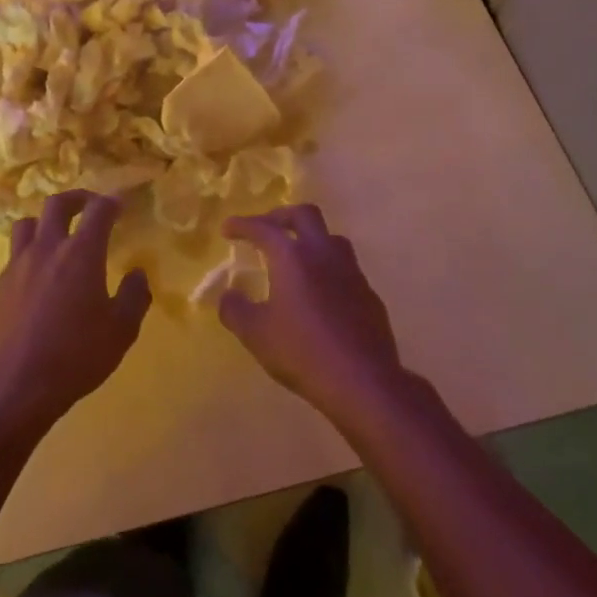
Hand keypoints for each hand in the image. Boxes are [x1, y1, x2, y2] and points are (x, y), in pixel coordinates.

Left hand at [0, 191, 150, 430]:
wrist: (12, 386)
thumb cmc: (75, 357)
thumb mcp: (120, 332)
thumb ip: (134, 297)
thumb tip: (137, 274)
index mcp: (80, 253)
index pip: (98, 211)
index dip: (111, 202)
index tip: (120, 205)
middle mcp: (46, 249)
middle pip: (56, 204)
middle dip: (76, 198)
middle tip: (88, 206)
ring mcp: (15, 266)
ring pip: (26, 225)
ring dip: (44, 223)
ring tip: (55, 238)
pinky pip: (12, 260)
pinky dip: (27, 260)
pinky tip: (35, 284)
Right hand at [221, 205, 403, 421]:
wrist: (363, 381)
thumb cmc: (302, 352)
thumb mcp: (255, 334)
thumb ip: (235, 309)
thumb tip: (229, 295)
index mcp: (292, 256)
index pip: (263, 227)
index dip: (242, 225)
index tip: (228, 229)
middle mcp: (323, 253)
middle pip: (304, 215)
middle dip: (281, 217)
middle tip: (265, 230)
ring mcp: (351, 271)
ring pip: (330, 238)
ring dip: (309, 239)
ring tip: (294, 258)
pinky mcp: (368, 293)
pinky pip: (345, 268)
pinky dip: (327, 269)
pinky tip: (319, 293)